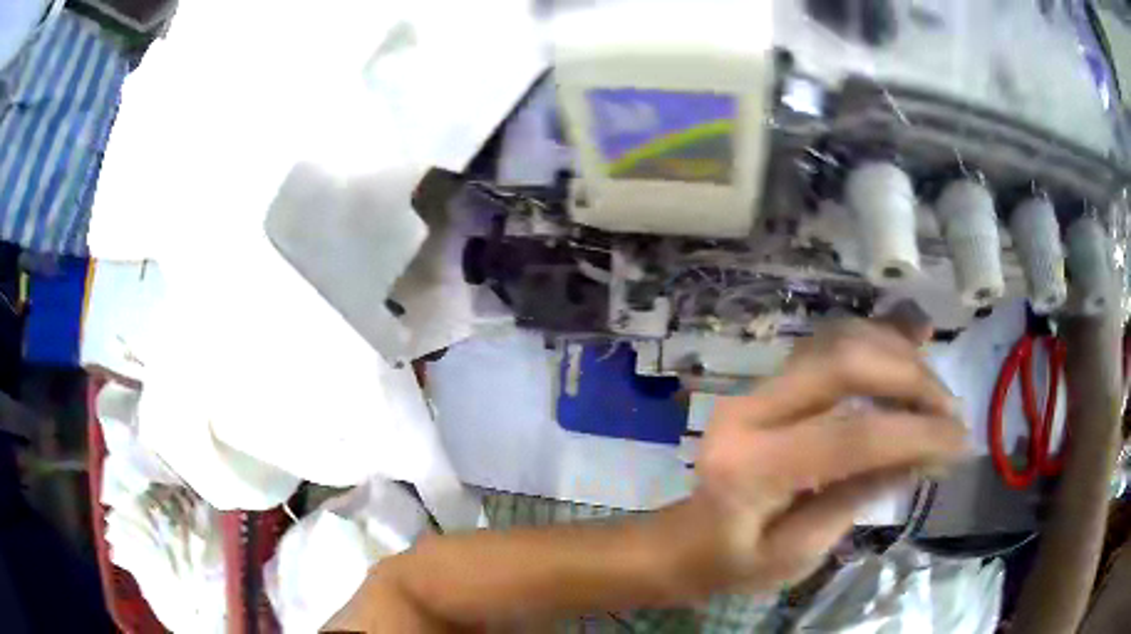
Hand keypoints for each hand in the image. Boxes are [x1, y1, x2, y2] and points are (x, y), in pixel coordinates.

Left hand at [677, 314, 968, 593]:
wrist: (685, 541)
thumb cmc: (733, 562)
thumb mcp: (798, 554)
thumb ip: (858, 497)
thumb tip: (924, 452)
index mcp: (752, 468)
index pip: (852, 437)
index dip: (916, 434)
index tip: (962, 443)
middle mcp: (751, 410)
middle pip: (845, 363)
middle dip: (912, 380)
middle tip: (951, 411)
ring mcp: (757, 387)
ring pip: (839, 340)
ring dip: (898, 353)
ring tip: (936, 386)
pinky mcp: (770, 381)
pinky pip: (829, 343)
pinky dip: (876, 337)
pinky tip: (912, 332)